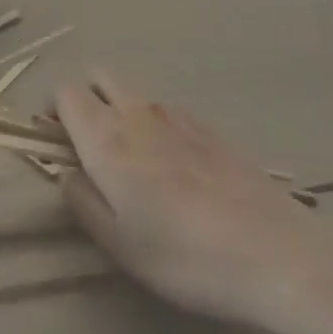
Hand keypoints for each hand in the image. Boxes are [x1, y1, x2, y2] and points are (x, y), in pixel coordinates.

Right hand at [56, 75, 332, 333]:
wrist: (276, 253)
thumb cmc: (184, 256)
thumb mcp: (118, 244)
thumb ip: (82, 201)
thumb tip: (68, 174)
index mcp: (106, 137)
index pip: (66, 92)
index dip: (56, 112)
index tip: (62, 146)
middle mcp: (137, 113)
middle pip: (100, 77)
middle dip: (88, 99)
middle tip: (94, 148)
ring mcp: (178, 116)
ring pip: (136, 94)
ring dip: (124, 113)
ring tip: (141, 168)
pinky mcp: (211, 129)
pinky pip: (169, 113)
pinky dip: (159, 127)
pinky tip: (181, 174)